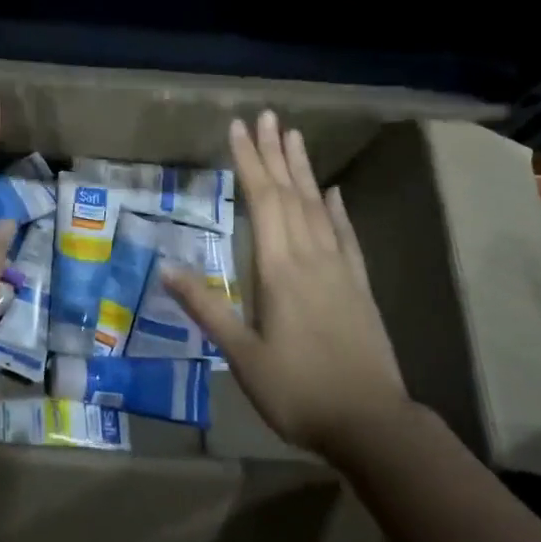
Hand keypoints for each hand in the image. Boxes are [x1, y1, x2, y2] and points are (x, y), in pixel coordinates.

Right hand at [163, 111, 410, 463]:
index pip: (261, 200)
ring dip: (303, 169)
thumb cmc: (299, 391)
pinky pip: (346, 236)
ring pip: (318, 206)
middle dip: (274, 152)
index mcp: (278, 268)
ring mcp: (339, 269)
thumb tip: (166, 269)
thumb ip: (206, 308)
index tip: (238, 128)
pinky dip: (338, 210)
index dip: (249, 161)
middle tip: (266, 115)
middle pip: (289, 193)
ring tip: (294, 136)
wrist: (373, 426)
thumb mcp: (242, 355)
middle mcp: (309, 256)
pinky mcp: (359, 286)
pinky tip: (334, 192)